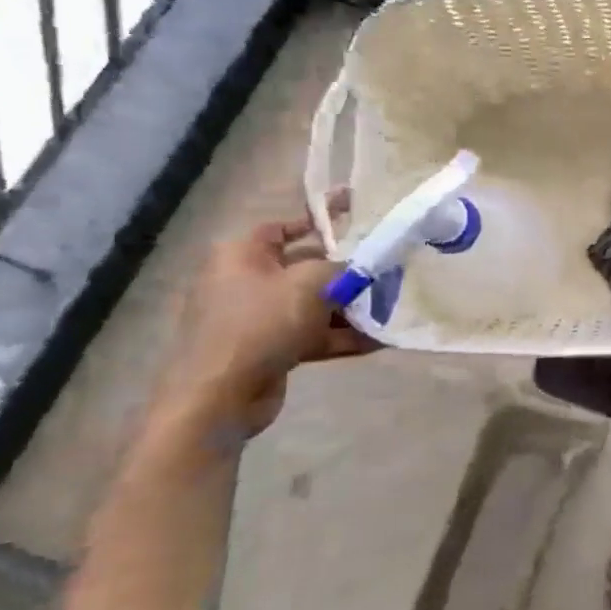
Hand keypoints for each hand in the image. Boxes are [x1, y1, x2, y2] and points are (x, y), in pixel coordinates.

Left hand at [154, 210, 371, 436]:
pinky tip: (378, 341)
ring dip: (350, 309)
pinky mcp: (268, 349)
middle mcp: (246, 281)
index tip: (356, 214)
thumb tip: (364, 269)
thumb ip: (343, 269)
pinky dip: (340, 336)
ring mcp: (256, 318)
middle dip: (346, 272)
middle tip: (385, 269)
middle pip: (305, 267)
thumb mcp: (310, 283)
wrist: (220, 395)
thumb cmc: (261, 323)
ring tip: (390, 308)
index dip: (321, 218)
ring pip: (312, 304)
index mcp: (243, 254)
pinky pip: (311, 335)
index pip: (285, 226)